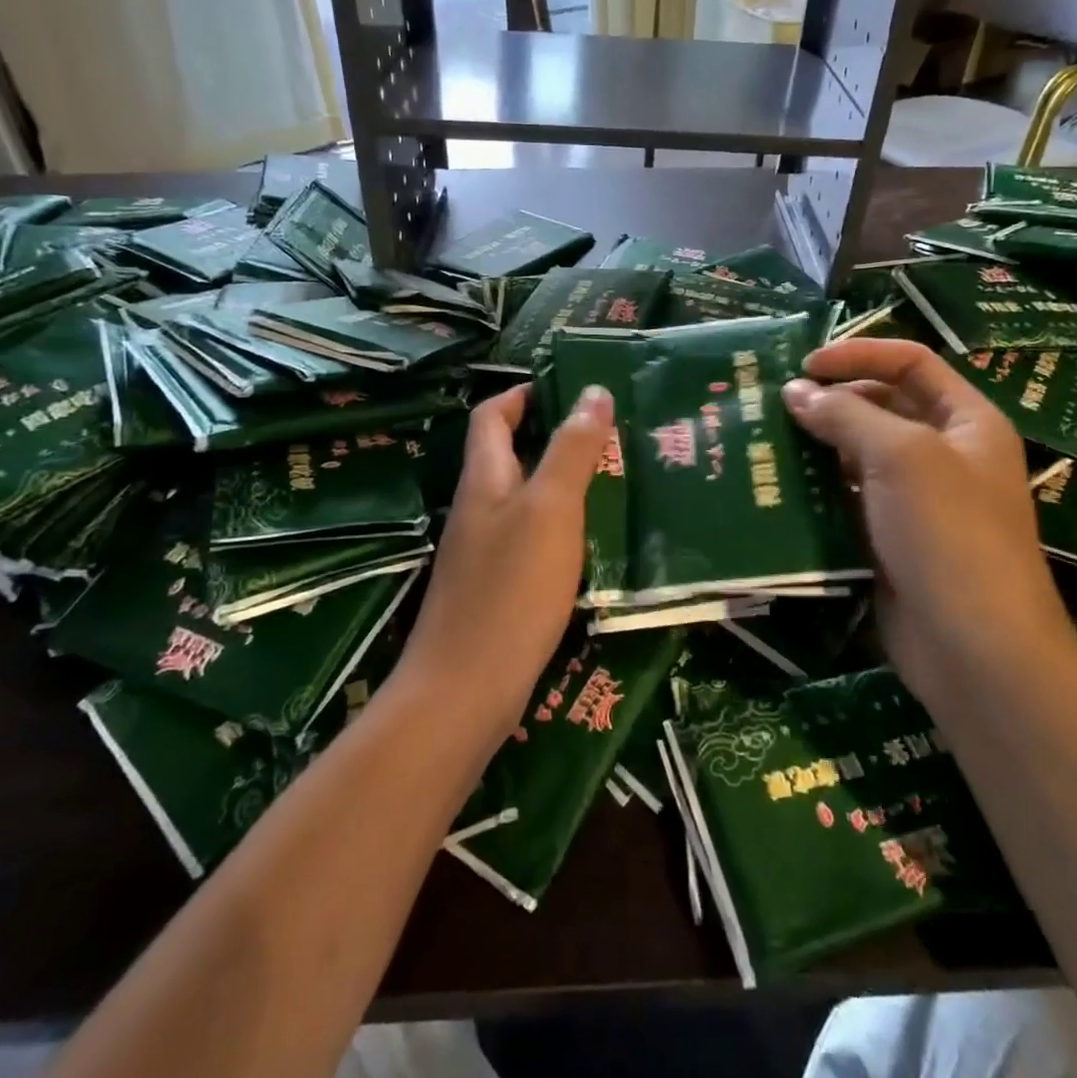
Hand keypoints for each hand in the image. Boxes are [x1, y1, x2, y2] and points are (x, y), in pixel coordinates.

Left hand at [395, 382, 614, 747]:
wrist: (465, 689)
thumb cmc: (511, 589)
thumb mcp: (551, 509)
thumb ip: (571, 450)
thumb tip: (593, 391)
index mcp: (484, 479)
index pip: (492, 415)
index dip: (522, 394)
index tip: (567, 388)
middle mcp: (477, 508)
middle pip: (507, 454)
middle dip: (551, 436)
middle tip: (607, 433)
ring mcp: (482, 551)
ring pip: (521, 498)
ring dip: (559, 481)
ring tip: (611, 479)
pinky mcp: (495, 588)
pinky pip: (528, 538)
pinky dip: (558, 525)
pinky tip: (590, 540)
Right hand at [781, 338, 1076, 705]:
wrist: (974, 649)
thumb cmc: (949, 534)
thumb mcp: (902, 457)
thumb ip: (846, 415)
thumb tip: (794, 391)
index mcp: (966, 422)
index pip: (911, 363)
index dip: (859, 355)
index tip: (804, 365)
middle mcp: (943, 453)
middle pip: (881, 406)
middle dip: (831, 401)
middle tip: (773, 405)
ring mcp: (915, 499)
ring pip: (858, 454)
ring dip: (816, 445)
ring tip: (765, 440)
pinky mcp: (887, 537)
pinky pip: (846, 497)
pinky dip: (815, 488)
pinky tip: (778, 486)